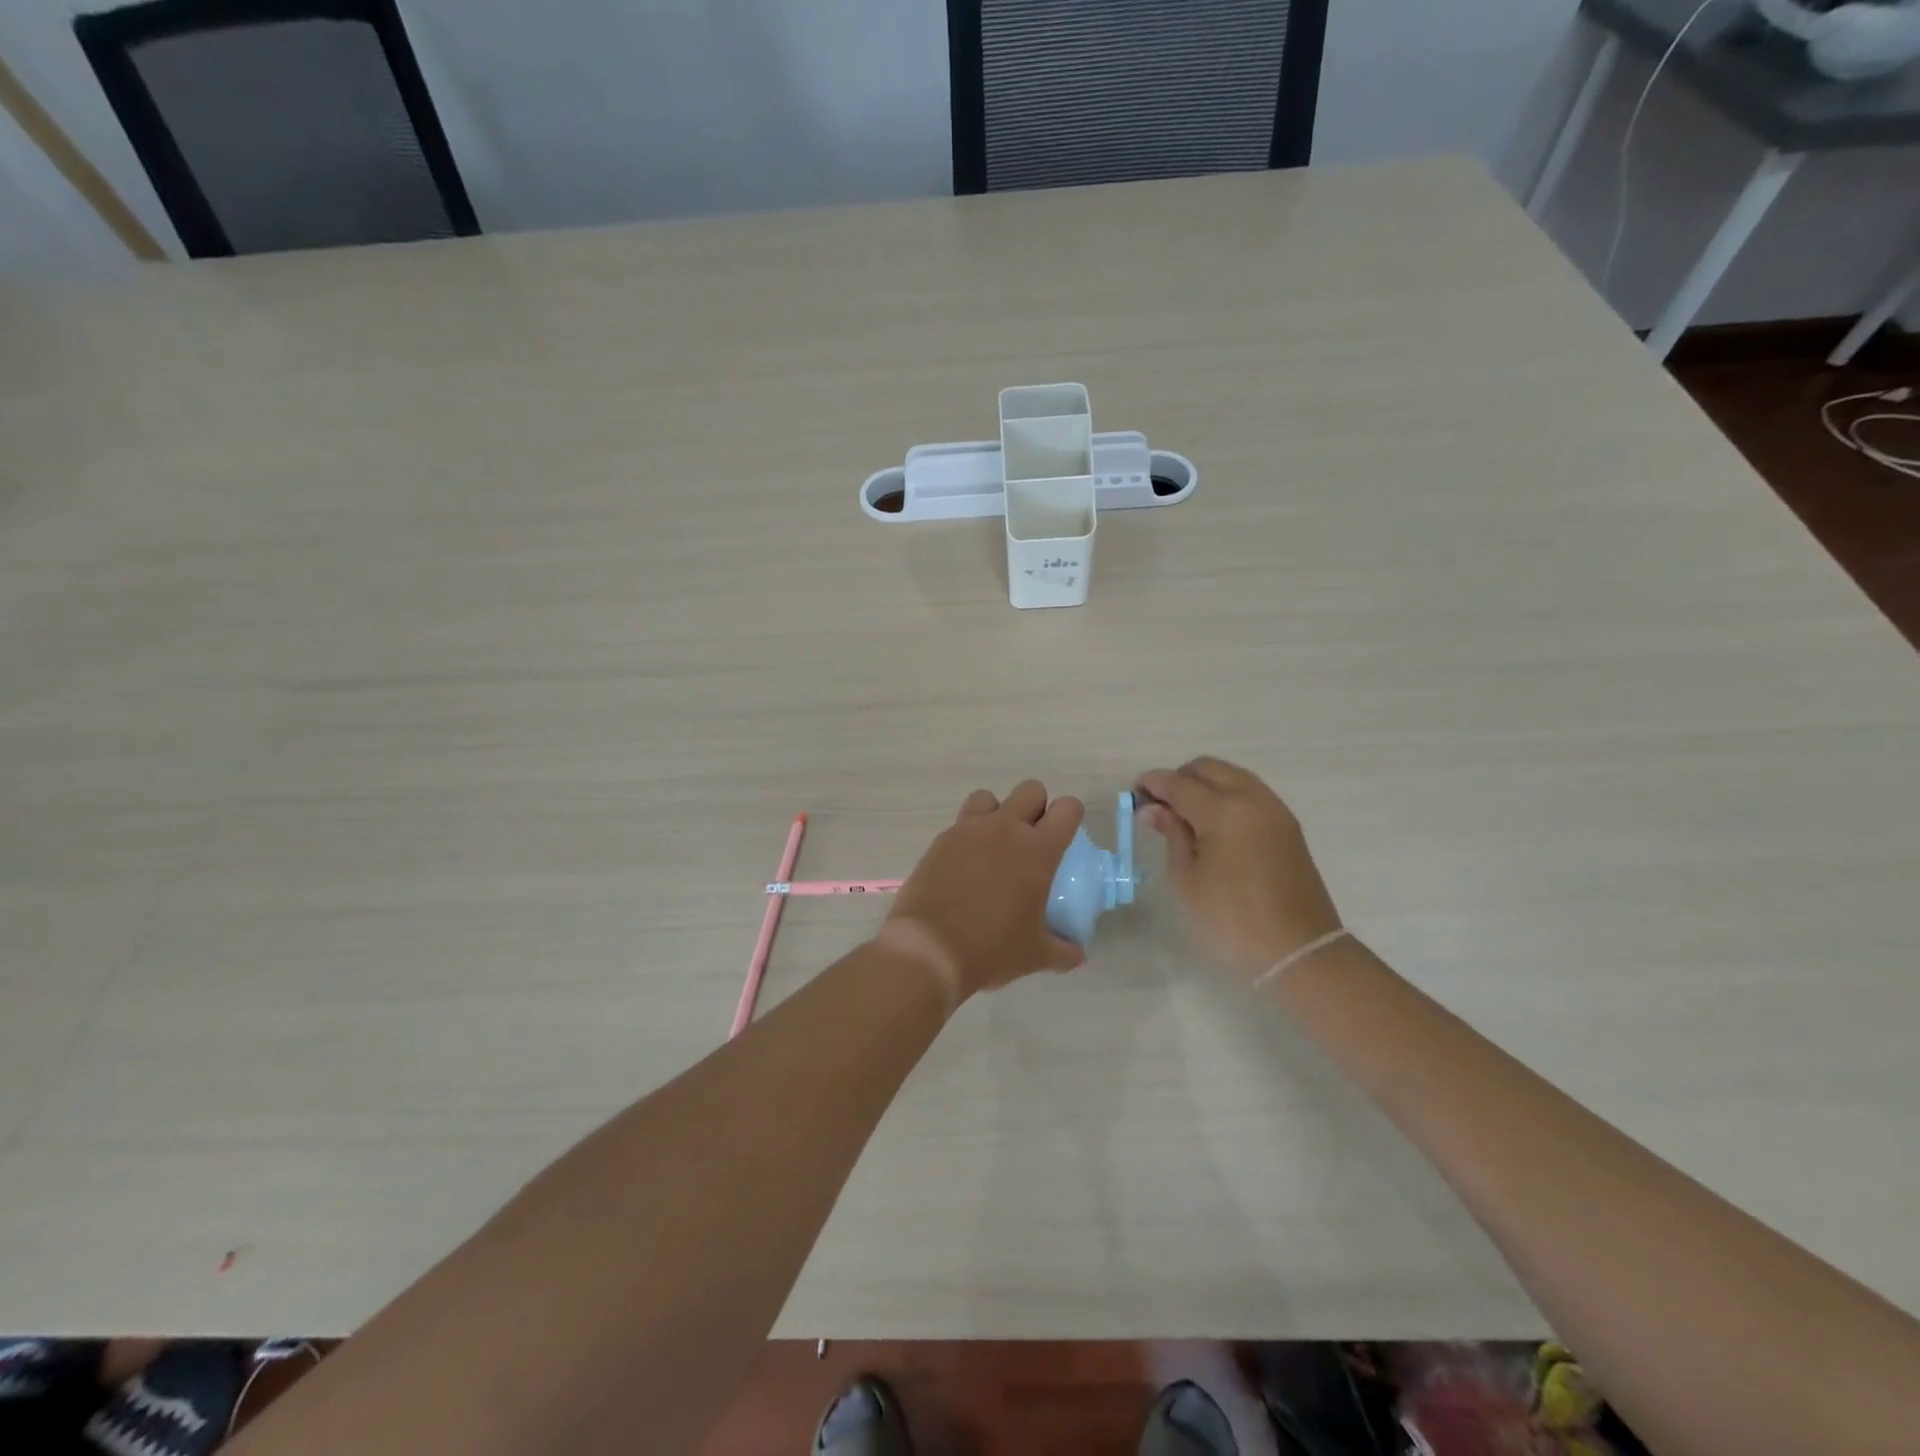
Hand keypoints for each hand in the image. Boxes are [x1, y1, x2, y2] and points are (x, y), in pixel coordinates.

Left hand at [881, 780, 1085, 1003]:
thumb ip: (1063, 951)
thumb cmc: (991, 949)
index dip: (1070, 816)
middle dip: (1036, 807)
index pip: (1067, 809)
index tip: (1065, 837)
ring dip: (997, 813)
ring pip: (989, 798)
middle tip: (1031, 840)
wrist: (929, 949)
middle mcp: (1005, 829)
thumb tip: (1077, 954)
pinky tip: (965, 867)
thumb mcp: (1036, 955)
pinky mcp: (940, 841)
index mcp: (1037, 850)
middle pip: (1030, 790)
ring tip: (994, 846)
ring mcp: (968, 830)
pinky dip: (967, 837)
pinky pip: (960, 824)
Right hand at [1136, 757, 1341, 981]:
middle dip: (1179, 778)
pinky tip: (1214, 823)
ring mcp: (1274, 809)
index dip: (1152, 784)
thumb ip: (1171, 835)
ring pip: (1231, 775)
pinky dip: (1226, 794)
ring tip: (1185, 815)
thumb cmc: (1231, 919)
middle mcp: (1251, 799)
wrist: (1298, 950)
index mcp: (1223, 811)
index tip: (1134, 794)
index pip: (1178, 783)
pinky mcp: (1287, 824)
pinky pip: (1250, 792)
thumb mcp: (1187, 880)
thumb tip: (1153, 809)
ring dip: (1204, 784)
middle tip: (1160, 805)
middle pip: (1207, 768)